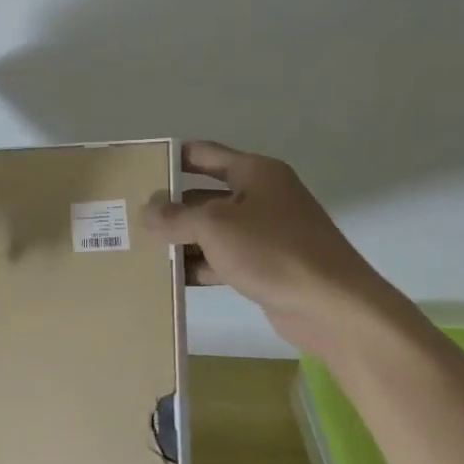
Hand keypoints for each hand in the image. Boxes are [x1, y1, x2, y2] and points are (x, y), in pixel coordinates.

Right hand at [140, 141, 406, 354]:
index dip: (170, 159)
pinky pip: (223, 259)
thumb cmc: (273, 251)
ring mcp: (265, 233)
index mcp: (254, 173)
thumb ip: (175, 216)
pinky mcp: (266, 266)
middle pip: (204, 195)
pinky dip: (199, 265)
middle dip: (169, 206)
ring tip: (140, 248)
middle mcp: (261, 197)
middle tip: (129, 216)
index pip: (203, 155)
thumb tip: (147, 210)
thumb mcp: (215, 226)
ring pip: (211, 230)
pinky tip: (170, 277)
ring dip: (181, 240)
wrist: (334, 308)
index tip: (137, 170)